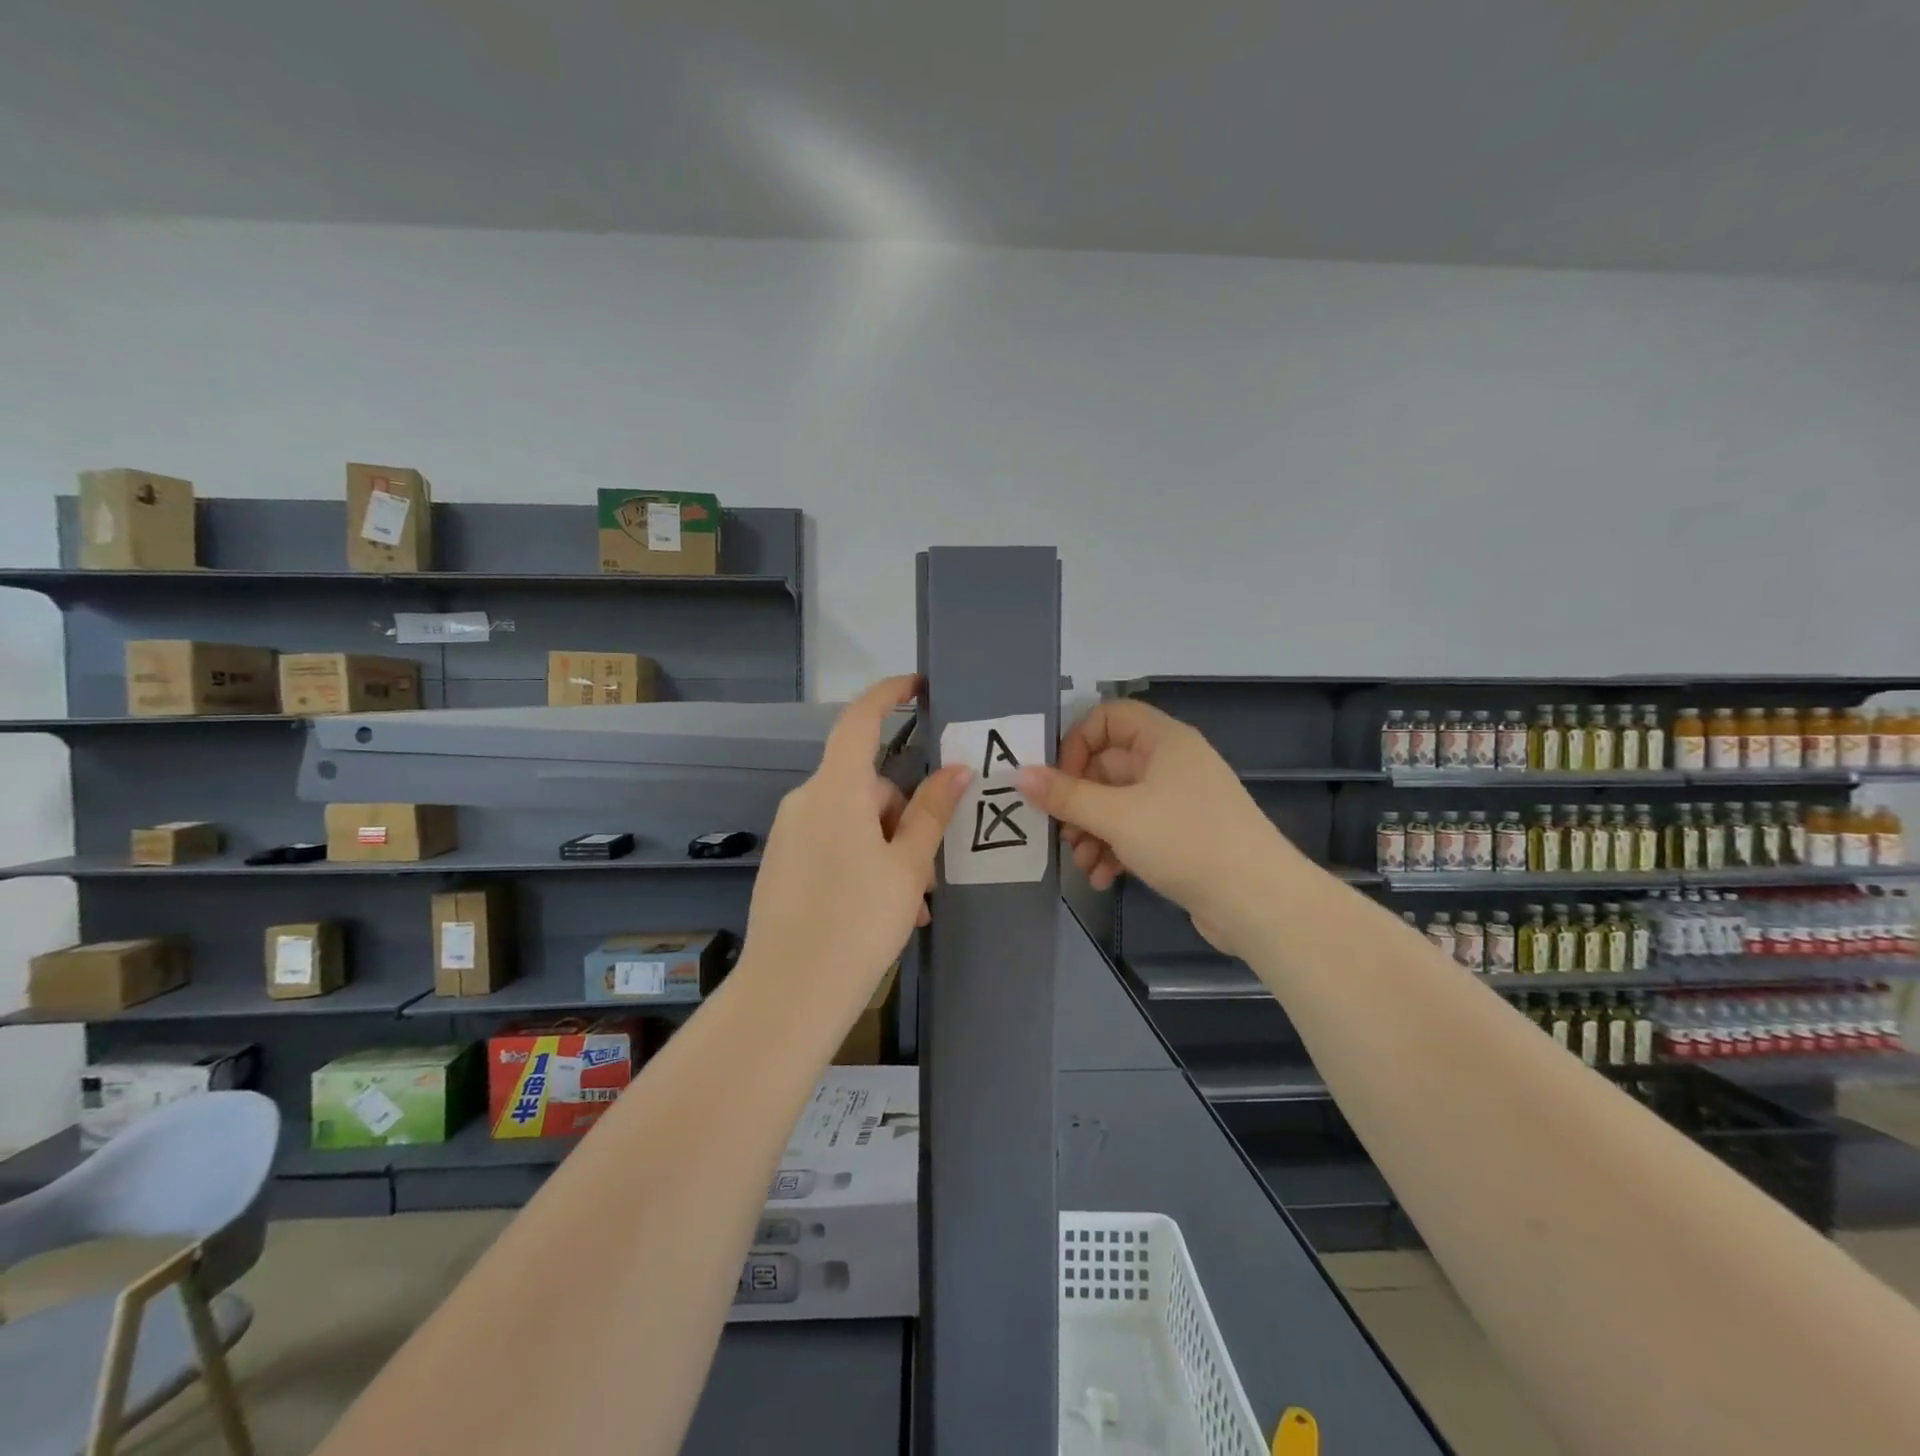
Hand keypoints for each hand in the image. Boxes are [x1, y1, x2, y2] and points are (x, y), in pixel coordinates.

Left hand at [741, 676, 971, 1001]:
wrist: (789, 994)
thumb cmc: (857, 922)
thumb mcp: (907, 866)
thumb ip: (932, 812)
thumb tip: (957, 769)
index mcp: (835, 790)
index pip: (860, 722)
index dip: (888, 695)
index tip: (917, 686)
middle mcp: (805, 801)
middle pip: (867, 785)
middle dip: (904, 817)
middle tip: (930, 872)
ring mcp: (790, 833)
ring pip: (853, 821)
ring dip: (887, 848)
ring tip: (911, 903)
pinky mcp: (784, 863)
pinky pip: (833, 844)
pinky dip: (862, 862)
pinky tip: (882, 909)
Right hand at [1017, 700, 1290, 957]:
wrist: (1258, 901)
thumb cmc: (1185, 841)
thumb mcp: (1117, 816)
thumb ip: (1065, 795)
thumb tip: (1019, 774)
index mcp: (1163, 741)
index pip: (1108, 718)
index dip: (1077, 743)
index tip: (1057, 779)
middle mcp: (1171, 764)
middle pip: (1107, 766)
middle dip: (1079, 801)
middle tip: (1062, 832)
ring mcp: (1178, 802)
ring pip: (1118, 804)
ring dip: (1092, 832)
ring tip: (1083, 863)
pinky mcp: (1182, 836)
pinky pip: (1136, 831)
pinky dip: (1115, 849)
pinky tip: (1104, 878)